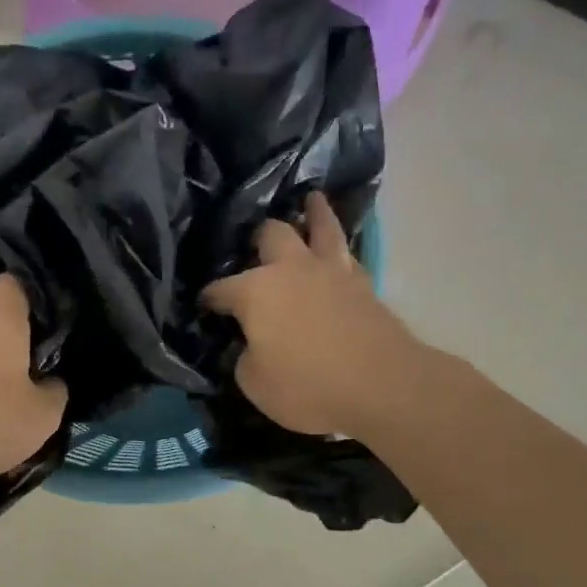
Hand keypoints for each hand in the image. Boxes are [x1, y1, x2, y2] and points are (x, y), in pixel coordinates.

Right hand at [202, 193, 420, 435]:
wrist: (382, 385)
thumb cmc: (308, 386)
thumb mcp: (255, 384)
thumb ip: (246, 358)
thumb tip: (252, 345)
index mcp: (256, 291)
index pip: (221, 289)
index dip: (209, 298)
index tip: (204, 305)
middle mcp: (292, 269)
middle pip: (272, 235)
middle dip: (259, 238)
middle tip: (255, 243)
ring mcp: (332, 271)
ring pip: (322, 227)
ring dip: (315, 213)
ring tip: (312, 199)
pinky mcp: (364, 284)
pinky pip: (347, 253)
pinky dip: (339, 246)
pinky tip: (338, 250)